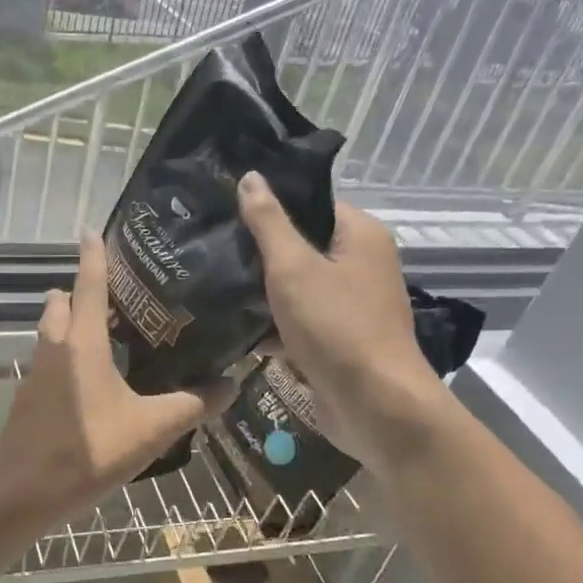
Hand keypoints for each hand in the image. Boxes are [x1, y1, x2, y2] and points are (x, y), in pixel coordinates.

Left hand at [0, 231, 235, 520]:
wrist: (25, 493)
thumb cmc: (90, 452)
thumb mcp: (151, 429)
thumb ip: (192, 404)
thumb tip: (233, 383)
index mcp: (82, 344)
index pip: (87, 285)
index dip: (92, 256)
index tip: (91, 230)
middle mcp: (53, 349)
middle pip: (61, 305)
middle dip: (78, 292)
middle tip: (114, 296)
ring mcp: (34, 375)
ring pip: (49, 334)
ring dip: (68, 324)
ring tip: (105, 336)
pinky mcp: (27, 399)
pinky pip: (46, 363)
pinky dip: (64, 357)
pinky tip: (88, 383)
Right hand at [237, 172, 450, 473]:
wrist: (373, 405)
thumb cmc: (336, 327)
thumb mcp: (294, 268)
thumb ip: (269, 223)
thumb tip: (250, 176)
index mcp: (360, 236)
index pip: (311, 204)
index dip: (270, 205)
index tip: (223, 208)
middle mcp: (360, 265)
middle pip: (301, 246)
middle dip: (257, 252)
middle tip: (208, 246)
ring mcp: (349, 305)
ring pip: (295, 287)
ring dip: (259, 292)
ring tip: (209, 283)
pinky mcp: (336, 340)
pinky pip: (297, 321)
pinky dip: (271, 325)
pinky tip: (230, 327)